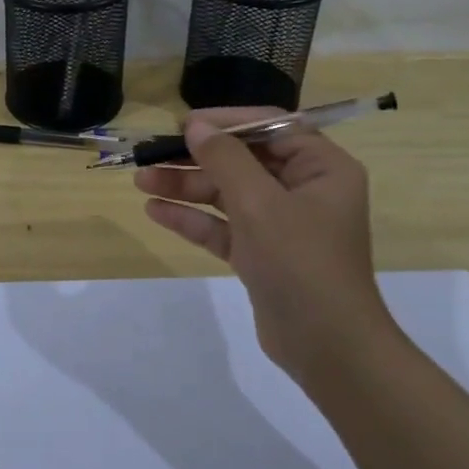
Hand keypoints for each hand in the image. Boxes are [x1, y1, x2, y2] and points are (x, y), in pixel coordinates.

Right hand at [135, 111, 390, 387]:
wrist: (327, 347)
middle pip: (244, 160)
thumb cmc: (301, 262)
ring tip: (141, 181)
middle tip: (151, 155)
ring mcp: (282, 224)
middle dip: (197, 159)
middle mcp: (304, 190)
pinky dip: (194, 219)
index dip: (227, 121)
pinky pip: (224, 226)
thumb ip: (225, 159)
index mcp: (322, 168)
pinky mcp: (262, 254)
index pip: (272, 125)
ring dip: (187, 187)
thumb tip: (195, 126)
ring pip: (228, 194)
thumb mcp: (260, 203)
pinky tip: (156, 211)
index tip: (185, 124)